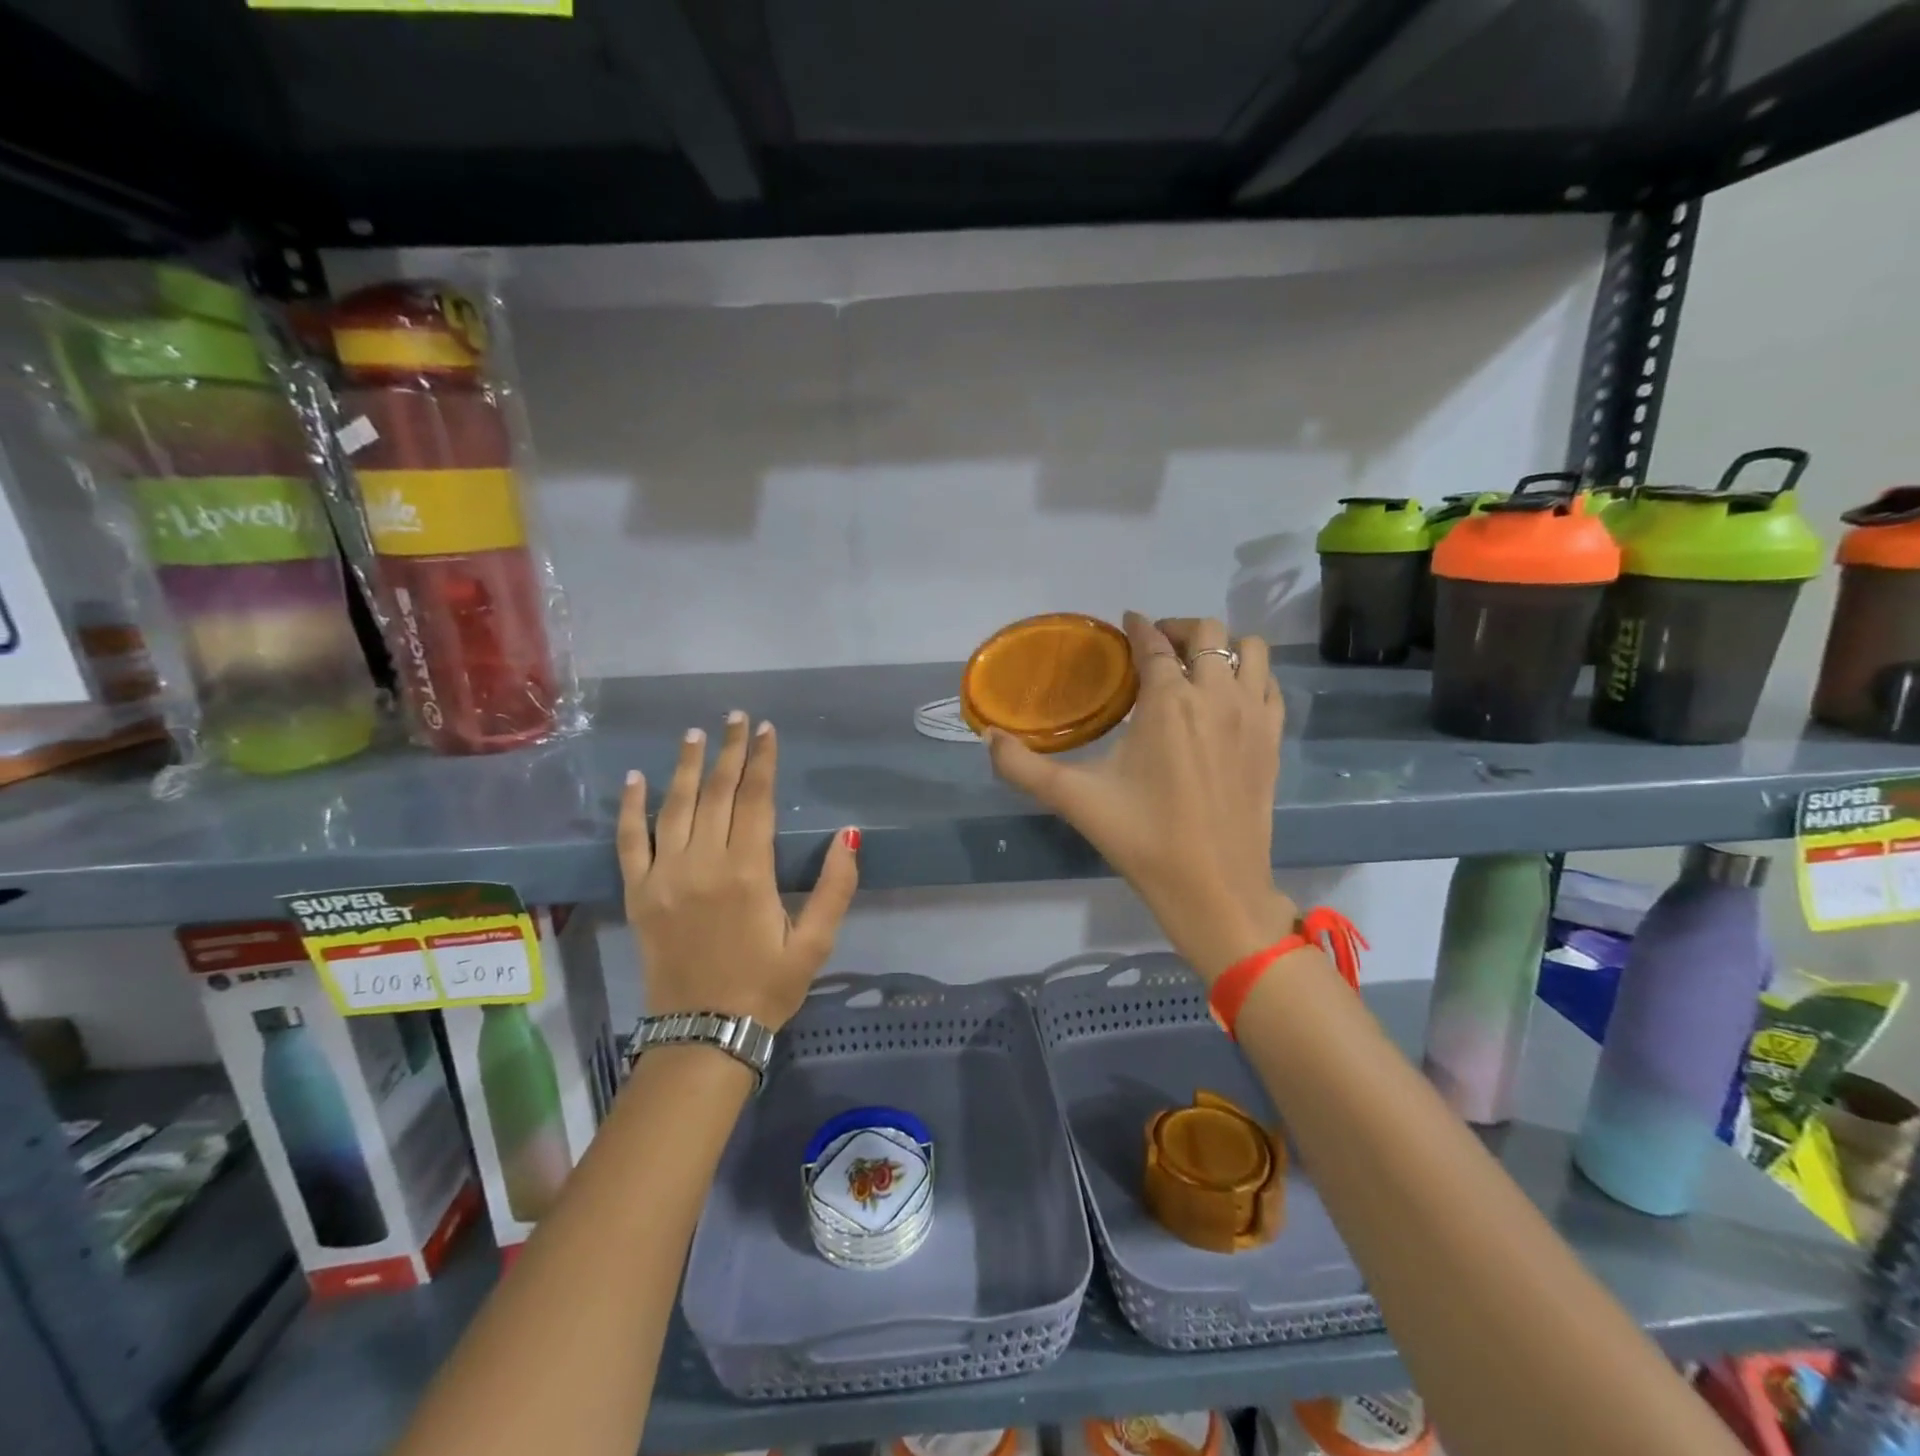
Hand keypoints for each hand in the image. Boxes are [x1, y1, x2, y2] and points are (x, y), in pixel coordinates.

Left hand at [617, 712, 859, 1029]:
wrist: (704, 1033)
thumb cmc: (767, 986)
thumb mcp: (814, 942)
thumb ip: (835, 887)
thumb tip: (848, 835)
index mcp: (748, 871)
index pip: (755, 799)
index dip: (762, 760)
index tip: (767, 730)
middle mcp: (703, 863)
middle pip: (718, 793)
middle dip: (730, 751)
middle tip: (737, 718)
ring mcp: (665, 876)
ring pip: (675, 806)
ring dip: (687, 767)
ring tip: (696, 734)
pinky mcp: (639, 893)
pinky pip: (630, 841)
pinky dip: (630, 808)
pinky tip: (637, 779)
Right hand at [987, 612, 1295, 980]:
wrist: (1213, 888)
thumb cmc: (1143, 838)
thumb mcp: (1074, 800)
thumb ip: (1023, 766)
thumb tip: (988, 737)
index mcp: (1168, 702)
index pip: (1154, 644)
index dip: (1138, 627)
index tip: (1127, 624)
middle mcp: (1215, 695)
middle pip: (1208, 632)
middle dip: (1180, 629)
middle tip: (1157, 647)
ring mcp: (1252, 716)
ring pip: (1251, 649)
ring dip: (1223, 646)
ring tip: (1198, 665)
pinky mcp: (1273, 739)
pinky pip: (1271, 684)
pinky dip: (1252, 676)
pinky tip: (1230, 697)